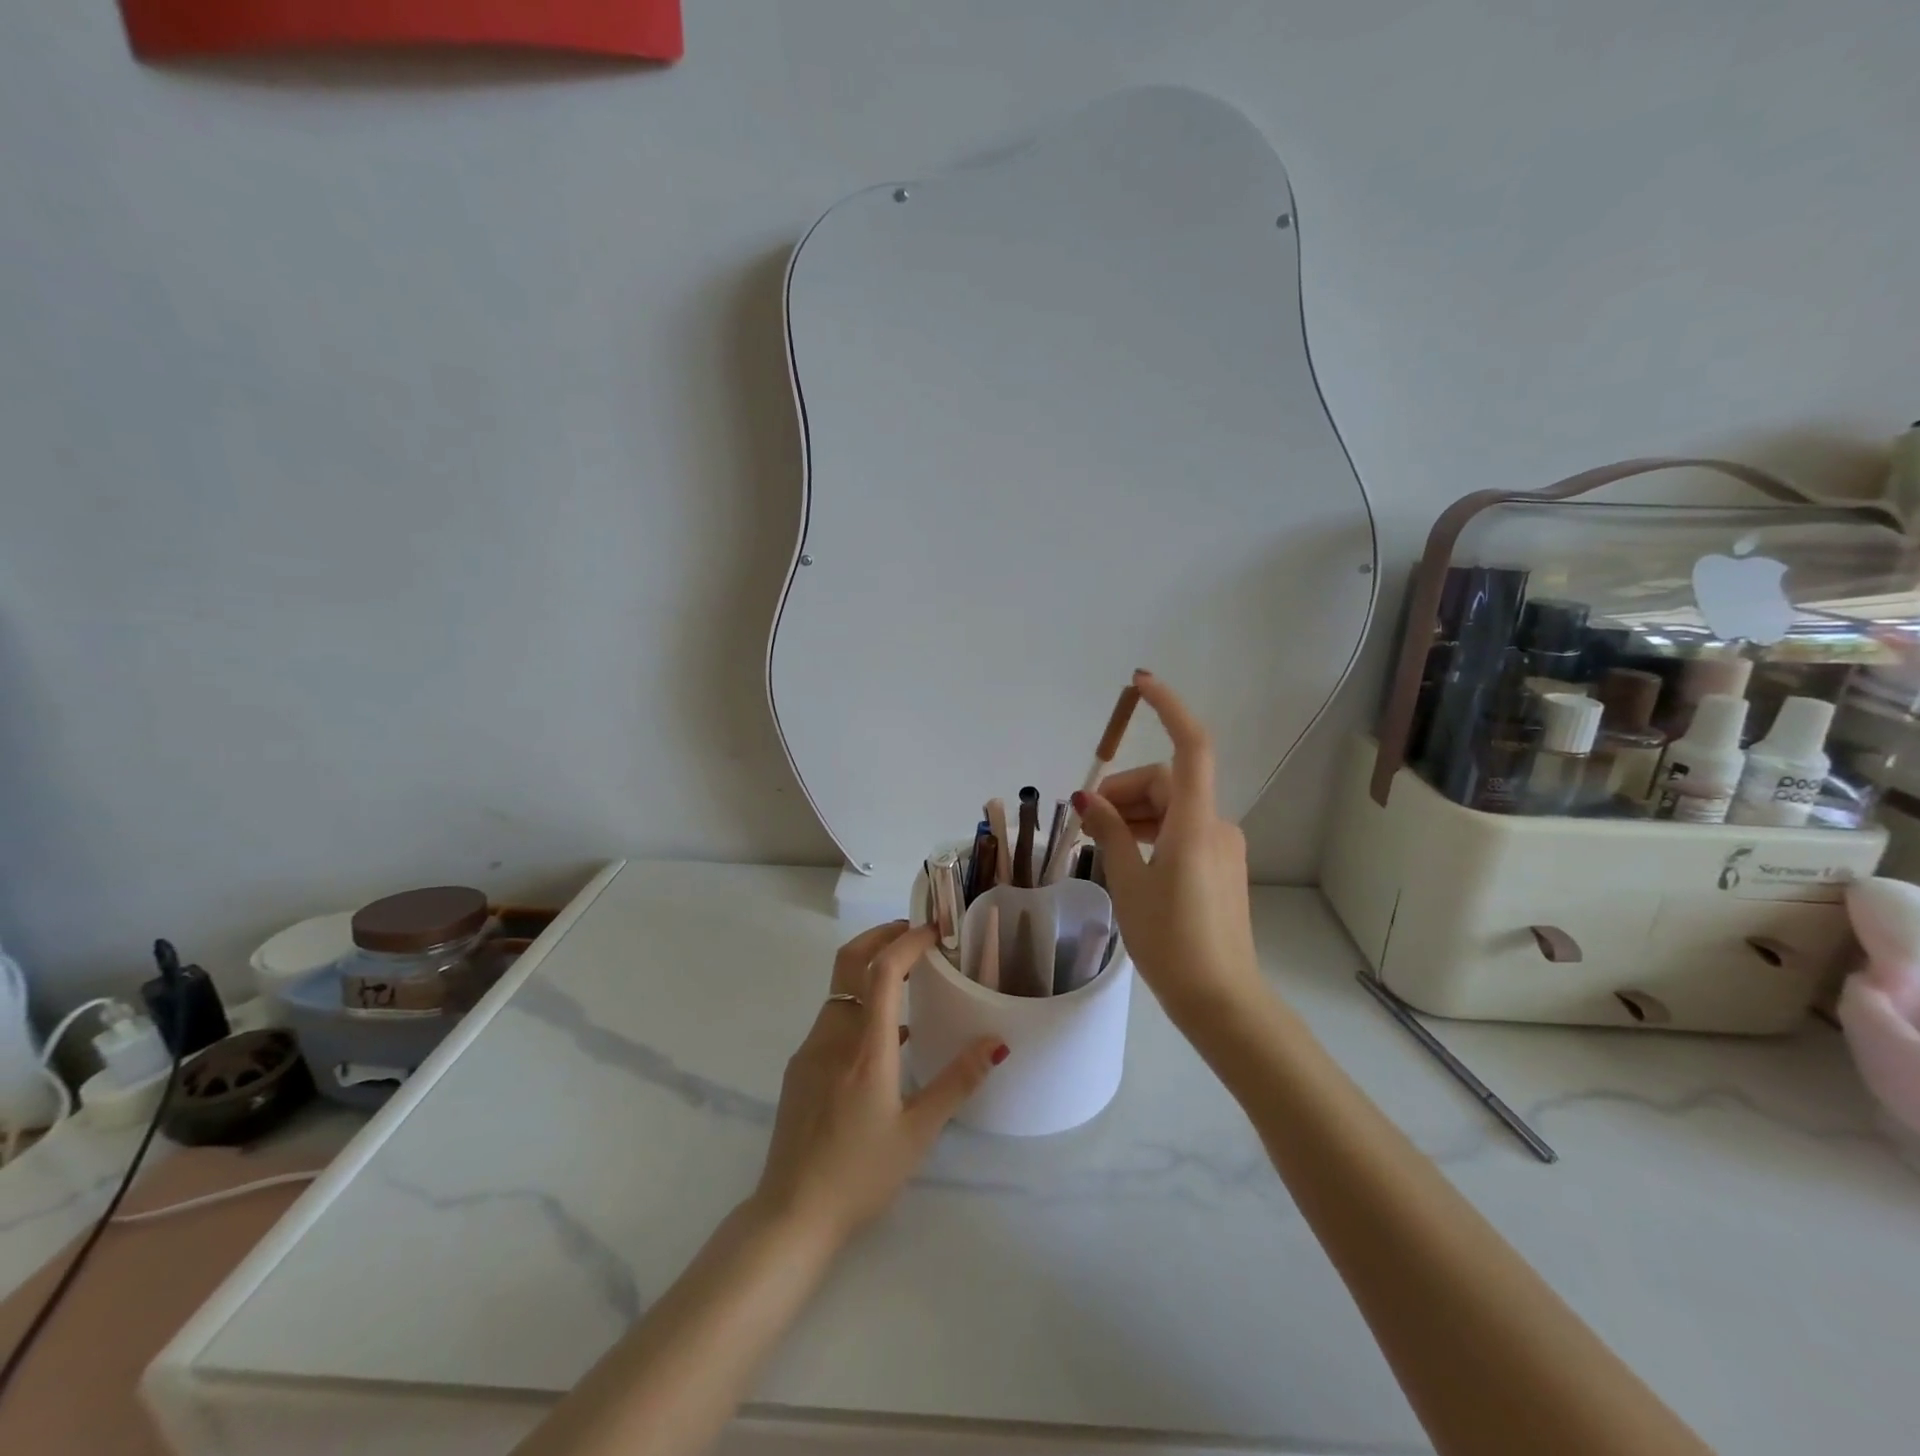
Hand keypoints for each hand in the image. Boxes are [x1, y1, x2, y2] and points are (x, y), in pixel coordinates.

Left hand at [752, 922, 1003, 1244]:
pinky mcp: (800, 1067)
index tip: (934, 930)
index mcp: (866, 1048)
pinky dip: (858, 1005)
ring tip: (908, 979)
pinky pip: (832, 1019)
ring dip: (869, 970)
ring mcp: (810, 1050)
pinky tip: (884, 1036)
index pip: (882, 971)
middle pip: (849, 962)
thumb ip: (958, 1081)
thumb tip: (996, 1041)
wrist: (791, 1213)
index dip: (907, 942)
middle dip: (880, 936)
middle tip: (914, 933)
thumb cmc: (861, 1174)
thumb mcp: (919, 1132)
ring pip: (840, 989)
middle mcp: (833, 1036)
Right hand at [1074, 672, 1264, 1026]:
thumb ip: (1110, 833)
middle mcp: (1216, 825)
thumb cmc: (1171, 941)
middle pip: (1168, 782)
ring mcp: (1222, 847)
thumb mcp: (1130, 883)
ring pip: (1174, 808)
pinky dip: (1152, 833)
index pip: (1190, 747)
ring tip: (1098, 842)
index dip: (1169, 708)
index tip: (1140, 684)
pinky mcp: (1220, 867)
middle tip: (1085, 819)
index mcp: (1195, 823)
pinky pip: (1183, 832)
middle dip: (1125, 790)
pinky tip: (1126, 858)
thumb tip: (1087, 798)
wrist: (1221, 1000)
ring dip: (1135, 814)